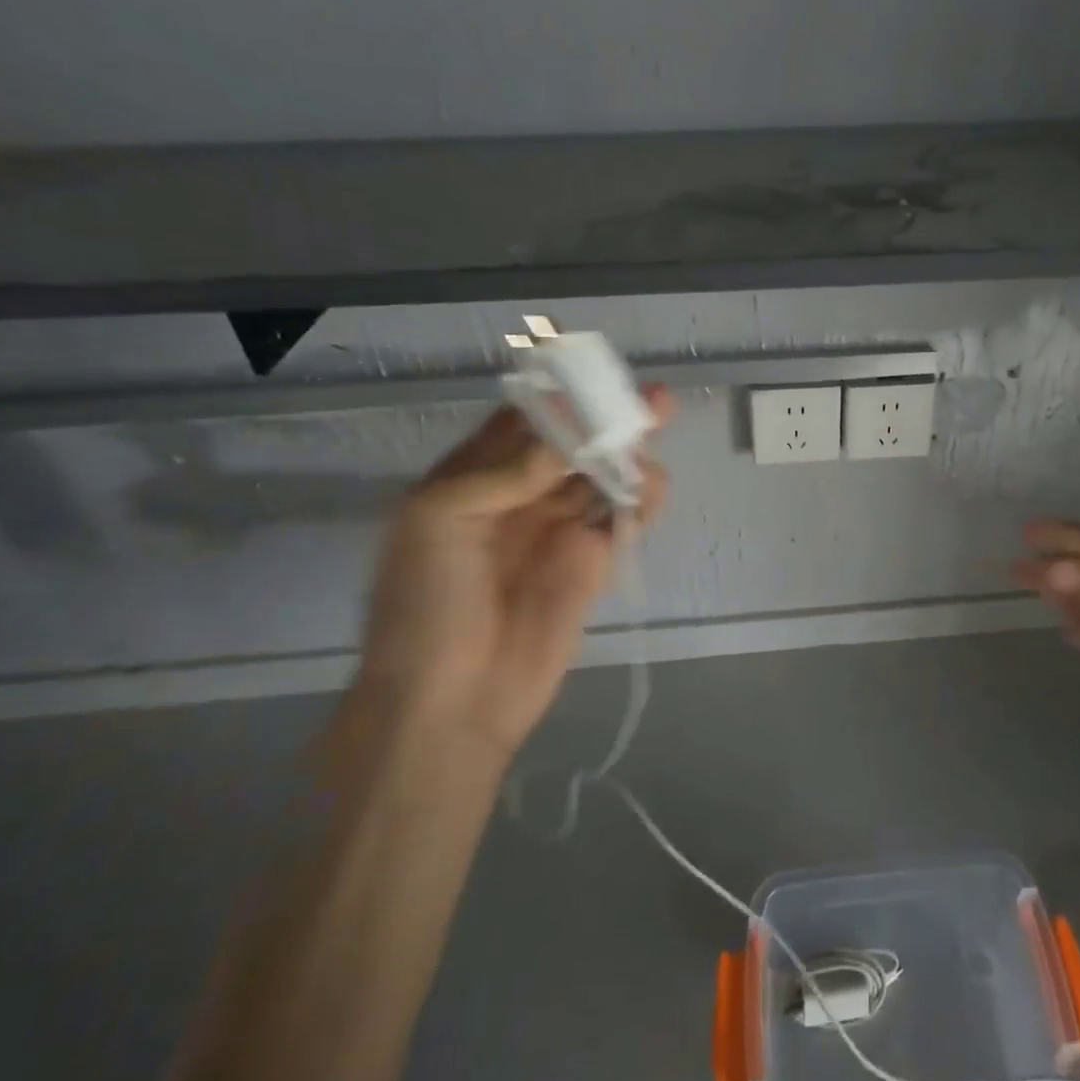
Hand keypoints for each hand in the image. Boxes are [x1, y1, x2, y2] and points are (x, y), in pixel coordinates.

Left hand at [351, 391, 672, 763]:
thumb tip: (567, 446)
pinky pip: (622, 521)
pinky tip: (652, 488)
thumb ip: (500, 473)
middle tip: (652, 401)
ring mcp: (558, 532)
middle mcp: (519, 498)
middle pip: (572, 447)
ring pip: (602, 479)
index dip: (558, 399)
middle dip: (608, 421)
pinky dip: (641, 501)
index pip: (520, 424)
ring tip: (653, 438)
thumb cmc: (426, 605)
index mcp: (472, 481)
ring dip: (629, 457)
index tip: (594, 378)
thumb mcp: (436, 522)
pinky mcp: (593, 564)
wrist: (452, 702)